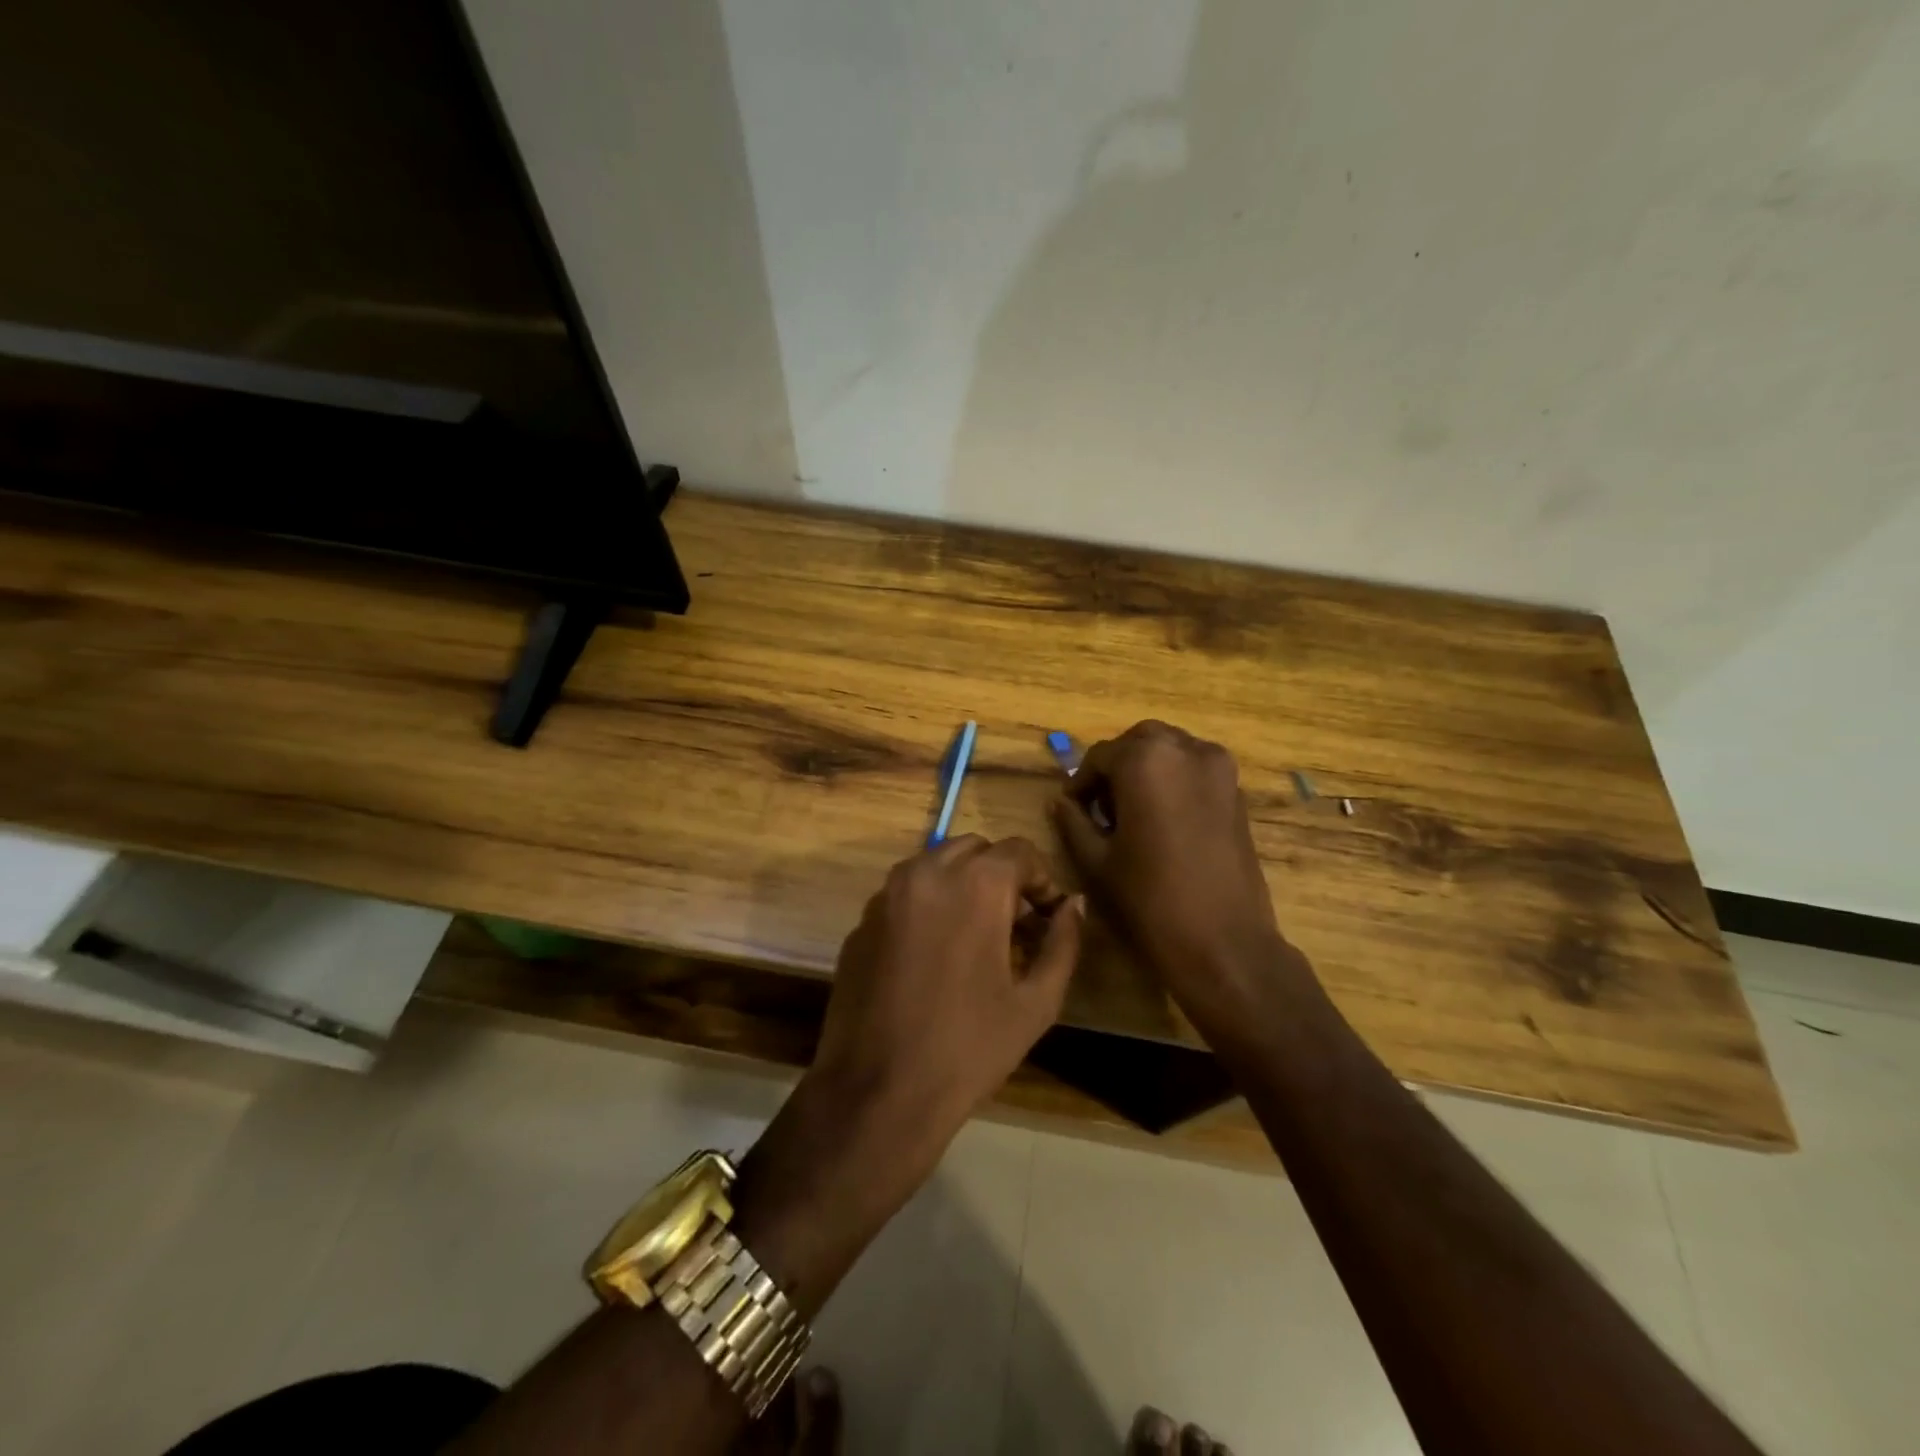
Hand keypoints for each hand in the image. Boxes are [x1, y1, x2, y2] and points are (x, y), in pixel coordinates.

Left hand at [805, 835, 1083, 1169]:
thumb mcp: (1036, 1002)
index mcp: (976, 885)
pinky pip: (904, 893)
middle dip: (1001, 875)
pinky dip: (928, 903)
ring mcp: (887, 894)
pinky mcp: (862, 920)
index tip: (1047, 915)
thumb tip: (1074, 904)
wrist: (878, 1091)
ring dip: (962, 883)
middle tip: (1015, 923)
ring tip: (975, 934)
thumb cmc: (969, 1049)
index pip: (1019, 850)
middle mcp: (927, 872)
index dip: (1042, 879)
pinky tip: (934, 953)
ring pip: (935, 863)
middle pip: (975, 849)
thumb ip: (1063, 942)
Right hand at [1051, 720, 1288, 1022]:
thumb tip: (1061, 802)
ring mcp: (1219, 769)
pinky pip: (1196, 769)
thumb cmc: (1150, 900)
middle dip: (1117, 766)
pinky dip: (1175, 780)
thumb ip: (1073, 822)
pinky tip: (1164, 819)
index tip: (1072, 809)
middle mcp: (1186, 750)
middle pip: (1140, 741)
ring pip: (1172, 749)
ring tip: (1133, 811)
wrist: (1224, 943)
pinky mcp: (1238, 792)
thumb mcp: (1096, 861)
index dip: (1081, 782)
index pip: (1100, 756)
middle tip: (1101, 806)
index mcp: (1146, 761)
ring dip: (1148, 768)